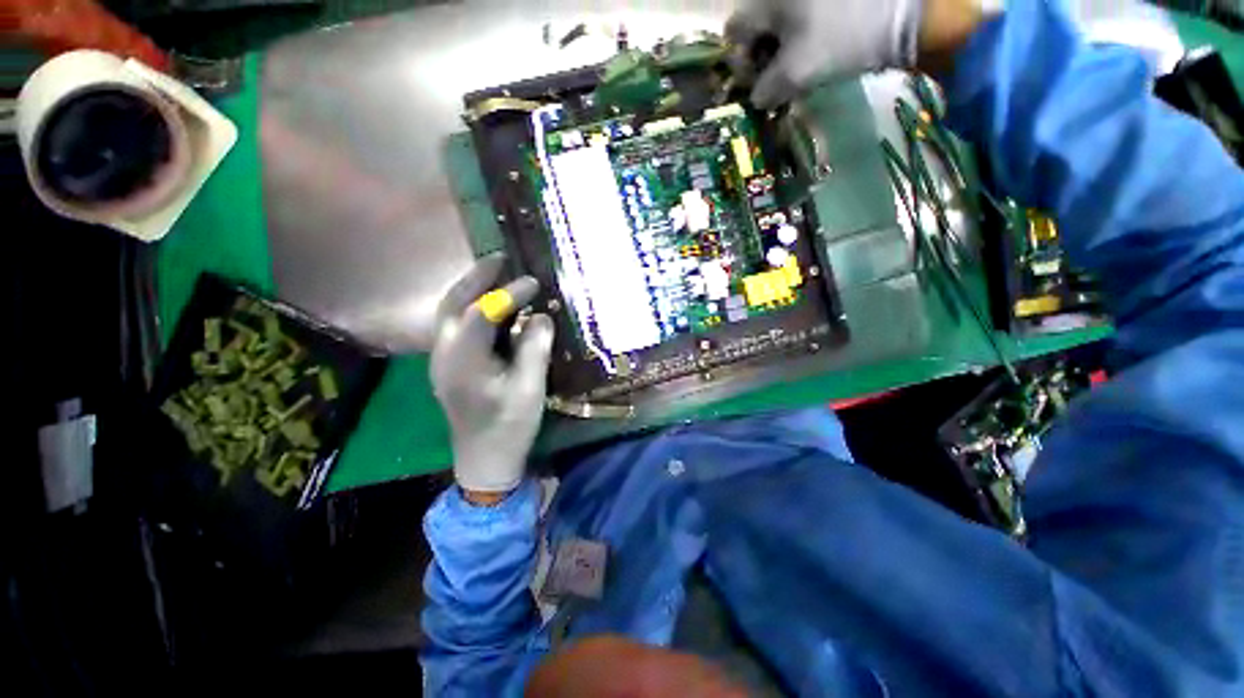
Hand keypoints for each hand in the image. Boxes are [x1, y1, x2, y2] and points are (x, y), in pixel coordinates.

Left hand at [430, 253, 554, 496]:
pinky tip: (492, 305)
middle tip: (501, 257)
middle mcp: (444, 354)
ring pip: (451, 312)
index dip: (508, 293)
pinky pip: (457, 325)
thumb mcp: (529, 389)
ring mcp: (443, 359)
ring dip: (471, 289)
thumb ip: (535, 348)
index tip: (534, 283)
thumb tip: (542, 316)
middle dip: (476, 277)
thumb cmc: (509, 427)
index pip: (482, 313)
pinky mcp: (450, 365)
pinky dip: (473, 307)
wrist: (484, 460)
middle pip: (453, 303)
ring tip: (496, 272)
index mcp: (463, 361)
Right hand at [725, 0, 986, 108]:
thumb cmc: (842, 39)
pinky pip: (803, 16)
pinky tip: (817, 49)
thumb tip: (756, 98)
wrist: (907, 13)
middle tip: (777, 78)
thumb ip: (764, 91)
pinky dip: (803, 36)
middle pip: (756, 24)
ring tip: (800, 66)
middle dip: (762, 54)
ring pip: (780, 20)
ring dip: (782, 48)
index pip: (734, 31)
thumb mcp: (795, 74)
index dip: (740, 60)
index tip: (756, 80)